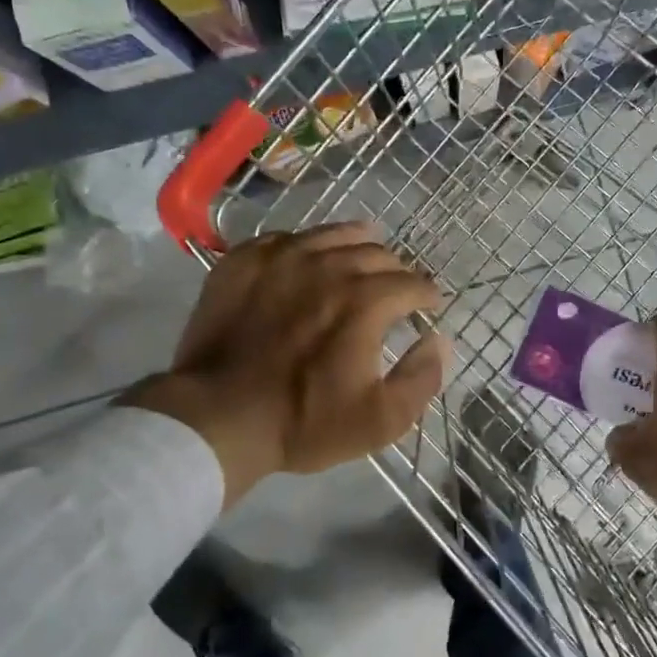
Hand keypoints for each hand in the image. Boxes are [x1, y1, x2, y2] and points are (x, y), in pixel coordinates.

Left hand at [125, 221, 450, 506]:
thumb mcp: (380, 420)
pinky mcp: (244, 260)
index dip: (427, 294)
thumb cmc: (303, 422)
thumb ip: (422, 378)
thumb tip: (440, 340)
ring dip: (356, 246)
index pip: (413, 282)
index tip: (428, 305)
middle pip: (377, 253)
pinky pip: (287, 238)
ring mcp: (282, 257)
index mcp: (366, 300)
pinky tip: (305, 262)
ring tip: (360, 258)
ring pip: (333, 234)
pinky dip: (307, 247)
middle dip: (395, 270)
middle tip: (394, 289)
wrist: (216, 416)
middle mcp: (328, 265)